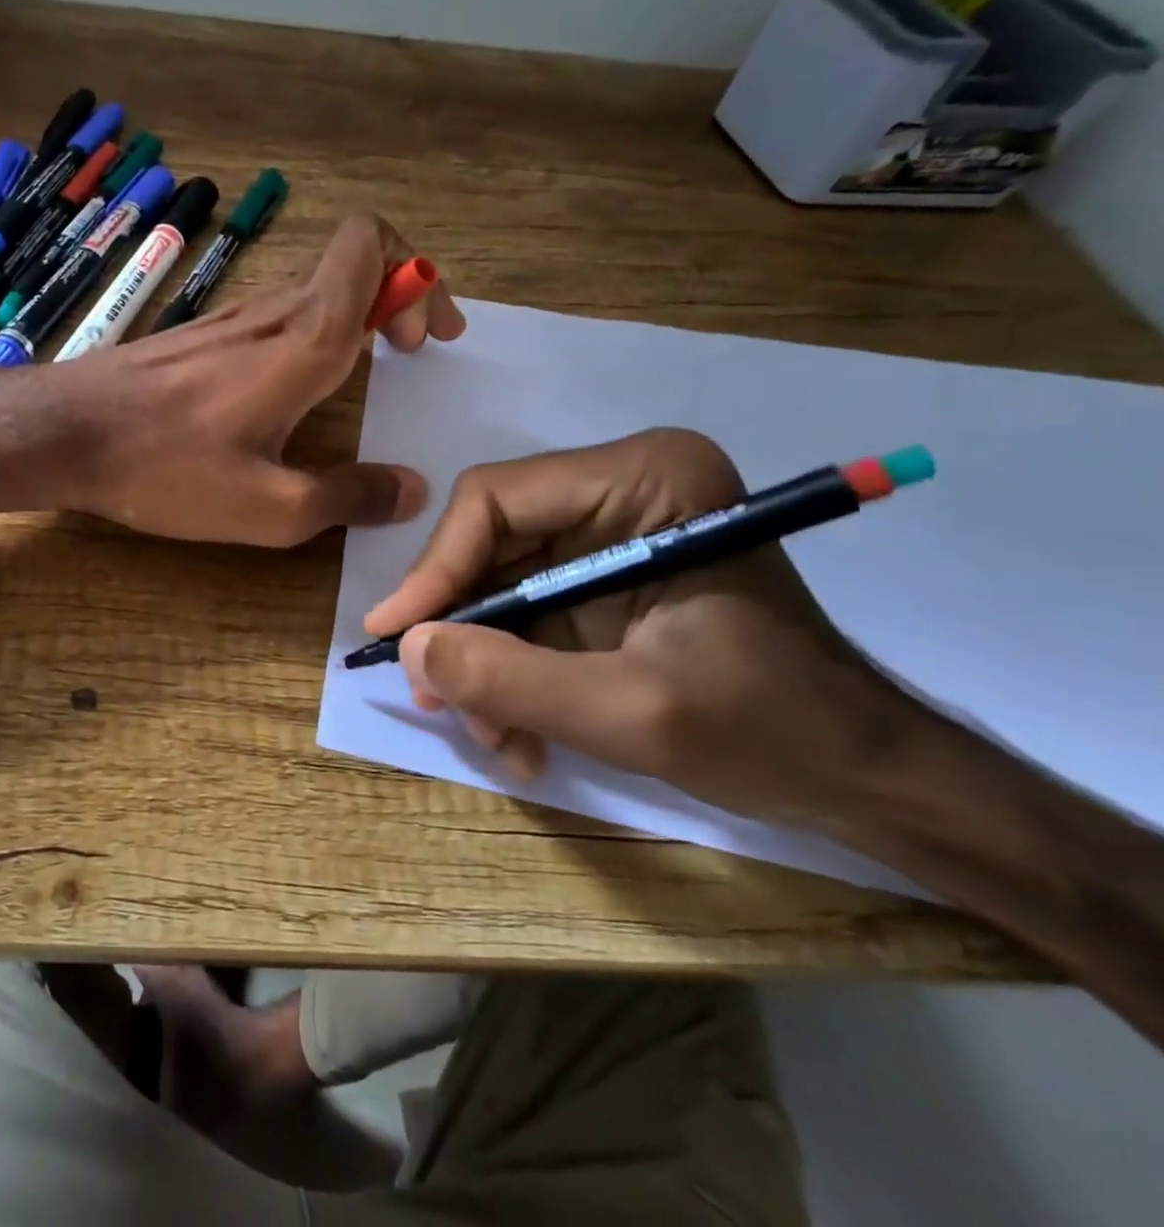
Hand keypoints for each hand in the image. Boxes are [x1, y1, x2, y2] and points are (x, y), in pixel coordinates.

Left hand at [38, 213, 465, 546]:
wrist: (63, 434)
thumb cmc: (167, 468)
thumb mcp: (269, 509)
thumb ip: (348, 498)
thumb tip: (410, 491)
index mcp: (303, 341)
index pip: (372, 246)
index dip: (416, 274)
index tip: (424, 338)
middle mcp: (271, 314)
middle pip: (353, 264)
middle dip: (399, 298)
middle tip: (413, 355)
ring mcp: (230, 321)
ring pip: (314, 290)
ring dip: (356, 318)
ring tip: (368, 372)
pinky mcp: (200, 338)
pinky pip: (275, 317)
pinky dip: (311, 335)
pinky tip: (296, 390)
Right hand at [364, 428, 925, 829]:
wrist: (859, 778)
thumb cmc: (770, 730)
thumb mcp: (629, 712)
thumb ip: (510, 678)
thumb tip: (408, 647)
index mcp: (644, 479)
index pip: (495, 499)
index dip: (436, 568)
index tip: (396, 636)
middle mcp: (616, 490)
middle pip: (486, 546)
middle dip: (460, 630)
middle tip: (438, 701)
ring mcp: (605, 536)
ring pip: (495, 588)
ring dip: (483, 666)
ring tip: (497, 738)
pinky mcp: (598, 581)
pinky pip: (521, 616)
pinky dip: (510, 676)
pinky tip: (523, 737)